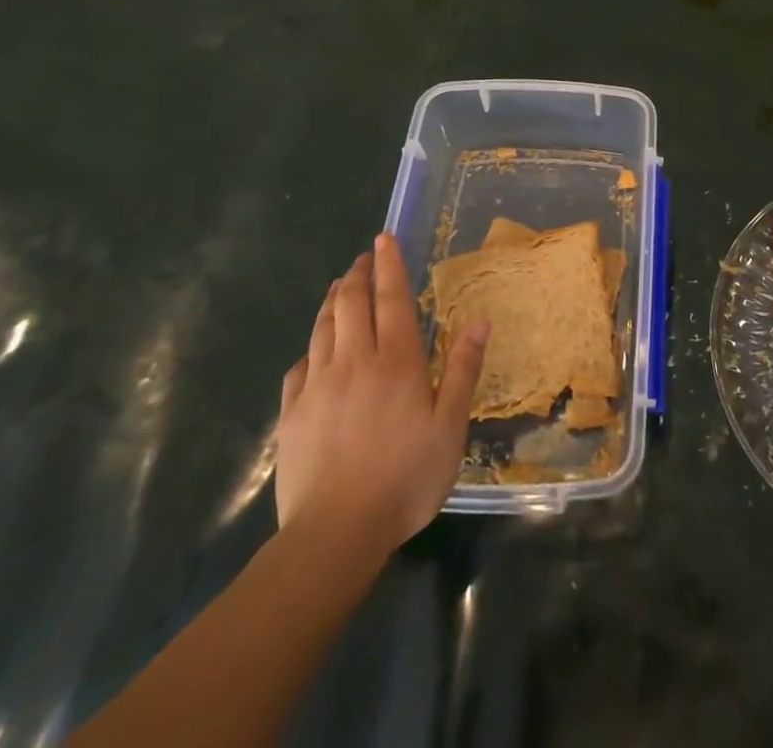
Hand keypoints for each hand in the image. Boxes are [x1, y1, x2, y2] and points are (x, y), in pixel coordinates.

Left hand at [274, 234, 488, 552]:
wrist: (335, 534)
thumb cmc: (404, 478)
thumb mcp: (450, 427)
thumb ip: (462, 370)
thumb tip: (481, 320)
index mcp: (396, 361)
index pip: (392, 299)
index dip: (389, 265)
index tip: (384, 239)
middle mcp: (354, 361)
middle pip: (351, 303)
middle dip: (357, 274)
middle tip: (364, 258)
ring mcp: (317, 386)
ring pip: (323, 328)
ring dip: (333, 300)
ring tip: (339, 287)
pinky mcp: (292, 414)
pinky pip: (299, 367)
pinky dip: (310, 347)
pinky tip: (314, 350)